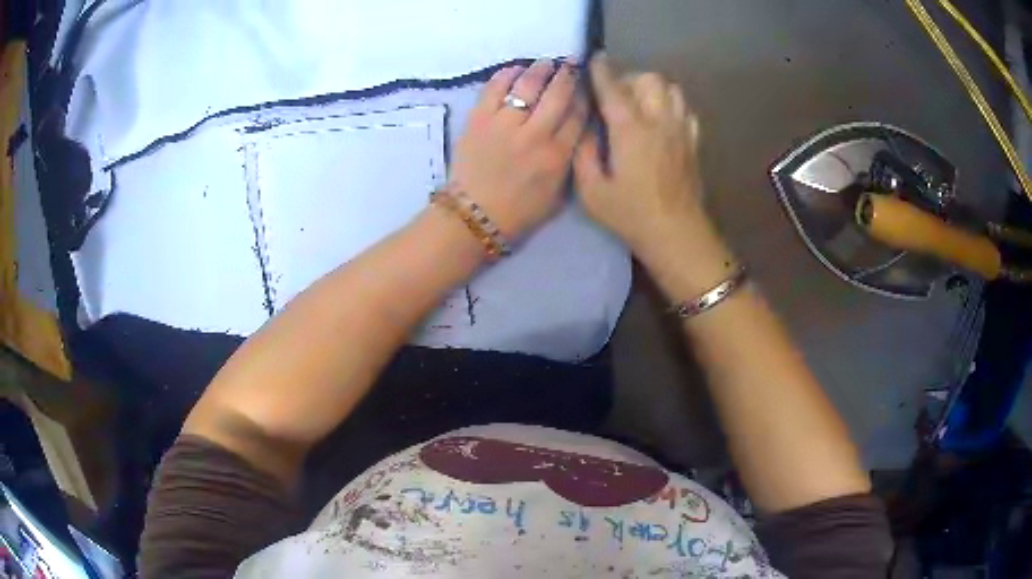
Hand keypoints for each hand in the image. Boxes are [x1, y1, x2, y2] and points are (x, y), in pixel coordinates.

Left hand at [450, 59, 586, 238]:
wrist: (473, 215)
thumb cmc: (519, 211)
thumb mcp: (558, 194)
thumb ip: (570, 160)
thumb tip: (577, 130)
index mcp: (557, 155)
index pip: (578, 115)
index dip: (584, 95)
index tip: (586, 85)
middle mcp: (535, 134)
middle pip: (558, 94)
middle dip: (568, 75)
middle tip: (571, 64)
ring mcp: (504, 124)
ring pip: (528, 85)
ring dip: (540, 69)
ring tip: (546, 63)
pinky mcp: (479, 119)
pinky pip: (495, 87)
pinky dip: (507, 74)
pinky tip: (515, 69)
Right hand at [574, 55, 730, 276]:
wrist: (677, 235)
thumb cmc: (631, 215)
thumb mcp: (592, 190)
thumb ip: (583, 153)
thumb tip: (584, 127)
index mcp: (630, 130)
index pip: (613, 87)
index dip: (602, 69)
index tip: (594, 59)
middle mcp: (658, 121)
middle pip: (648, 79)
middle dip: (628, 78)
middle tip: (615, 94)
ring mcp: (681, 130)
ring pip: (671, 89)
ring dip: (652, 88)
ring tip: (639, 103)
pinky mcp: (694, 142)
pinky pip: (686, 109)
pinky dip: (672, 105)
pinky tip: (661, 120)